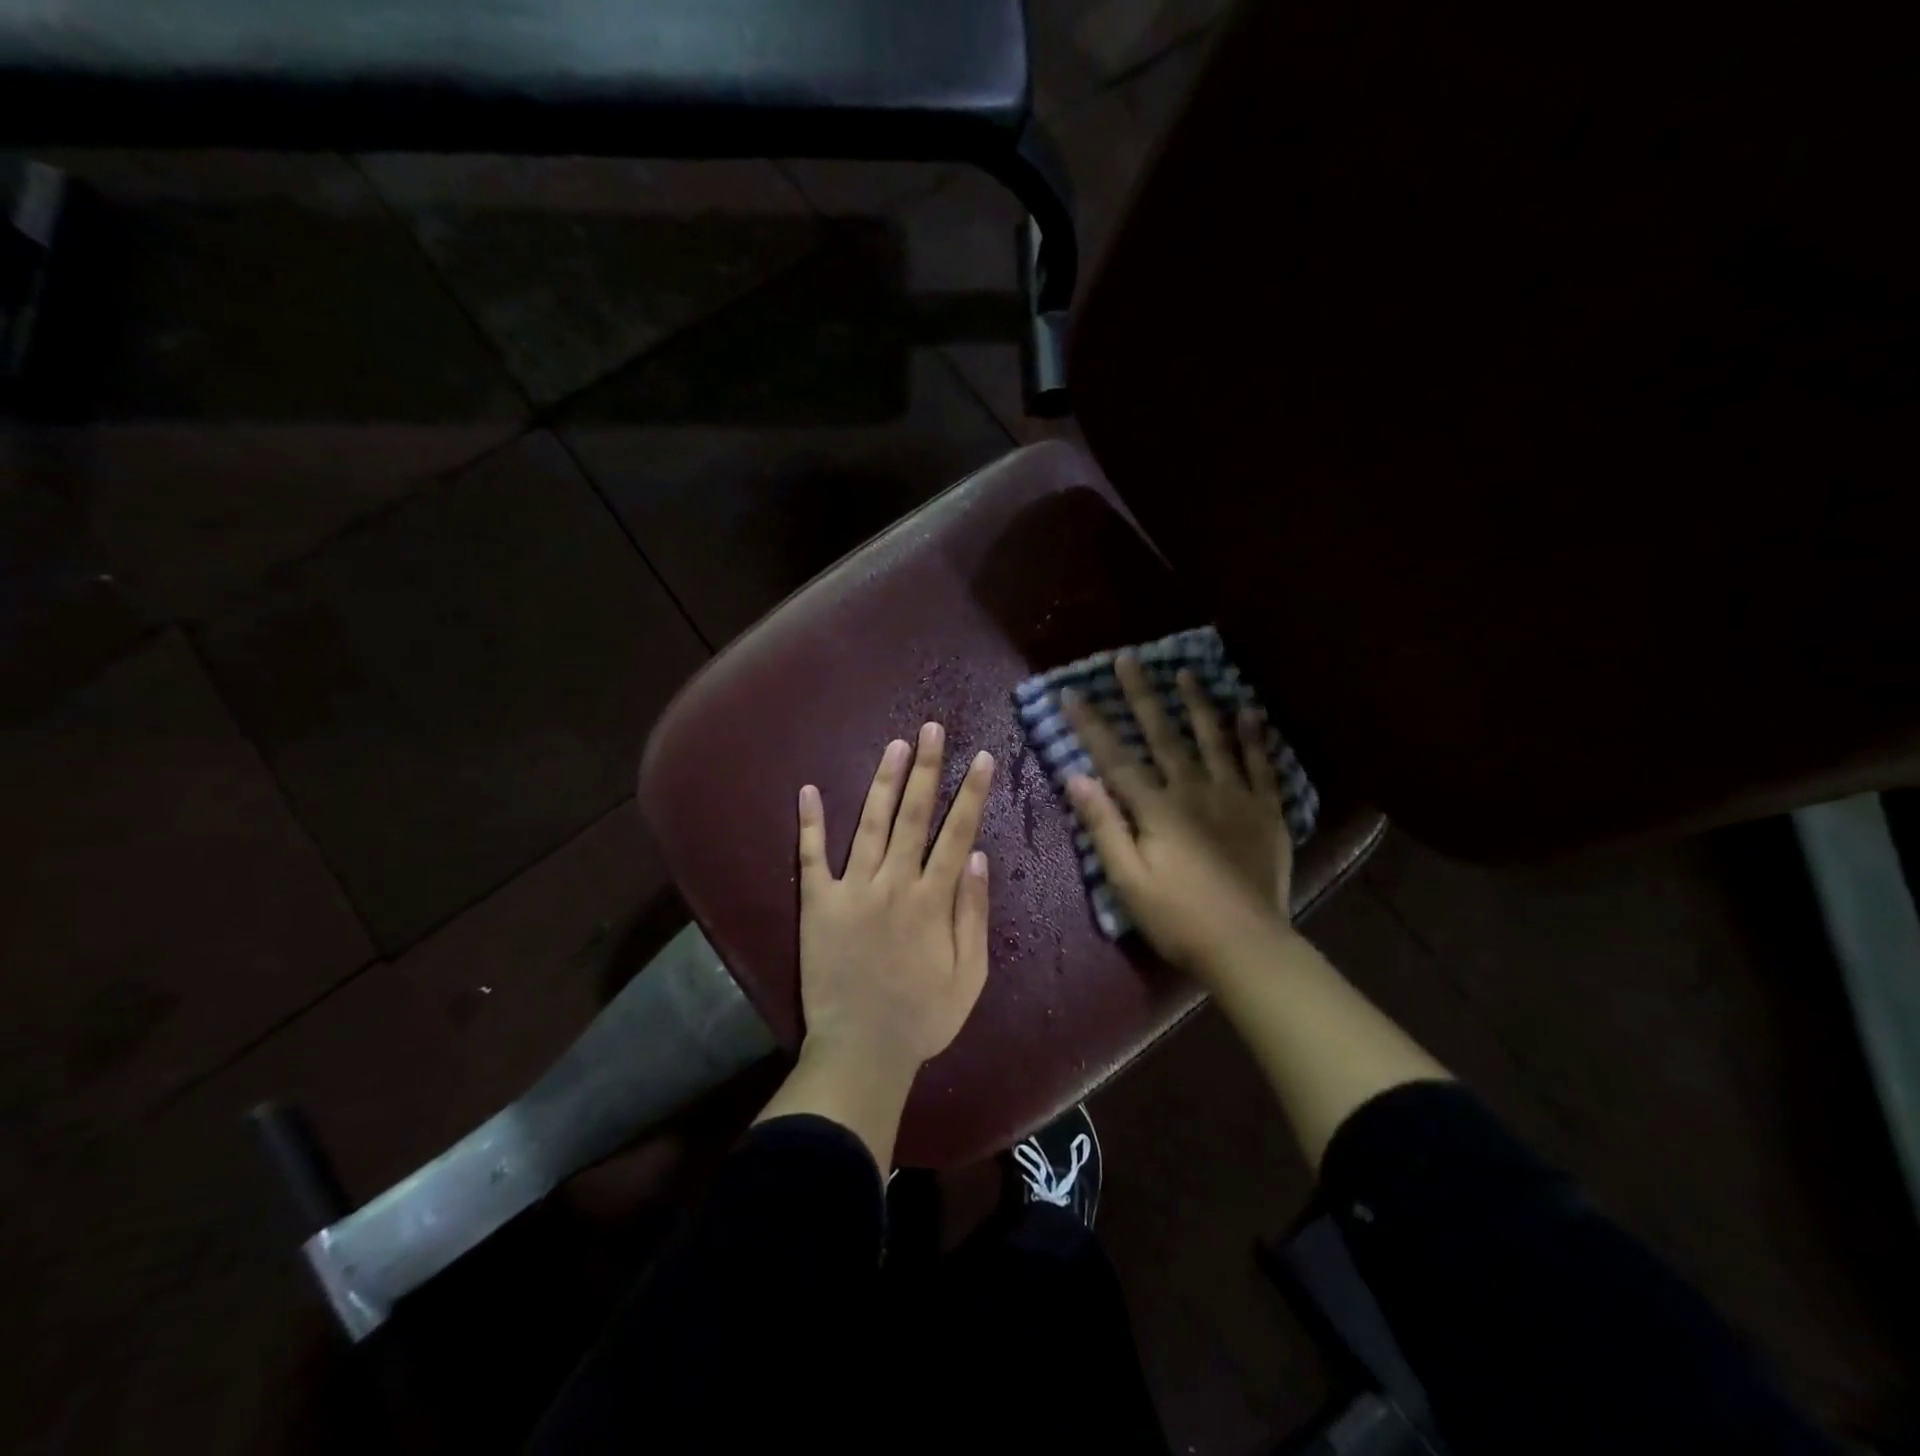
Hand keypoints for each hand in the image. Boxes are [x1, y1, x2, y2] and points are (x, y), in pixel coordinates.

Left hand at [796, 722, 995, 1076]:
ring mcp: (852, 890)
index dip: (972, 794)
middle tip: (932, 728)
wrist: (861, 1051)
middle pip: (914, 816)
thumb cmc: (922, 1018)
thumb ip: (974, 915)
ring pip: (871, 824)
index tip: (982, 759)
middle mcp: (893, 884)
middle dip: (927, 769)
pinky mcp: (817, 904)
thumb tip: (978, 858)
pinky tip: (809, 791)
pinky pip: (812, 857)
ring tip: (896, 746)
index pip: (958, 834)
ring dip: (884, 782)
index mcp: (933, 901)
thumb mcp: (969, 976)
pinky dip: (810, 824)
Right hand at [1063, 655, 1293, 976]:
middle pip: (1163, 735)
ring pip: (1213, 739)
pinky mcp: (1265, 811)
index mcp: (1157, 809)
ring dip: (1197, 704)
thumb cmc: (1177, 918)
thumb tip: (1076, 777)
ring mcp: (1234, 797)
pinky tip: (1249, 712)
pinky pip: (1261, 765)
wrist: (1246, 946)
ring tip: (1186, 672)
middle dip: (1142, 696)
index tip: (1072, 693)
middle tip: (1128, 659)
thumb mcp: (1127, 881)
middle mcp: (1194, 791)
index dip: (1091, 724)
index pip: (1115, 758)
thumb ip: (1103, 827)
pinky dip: (1254, 737)